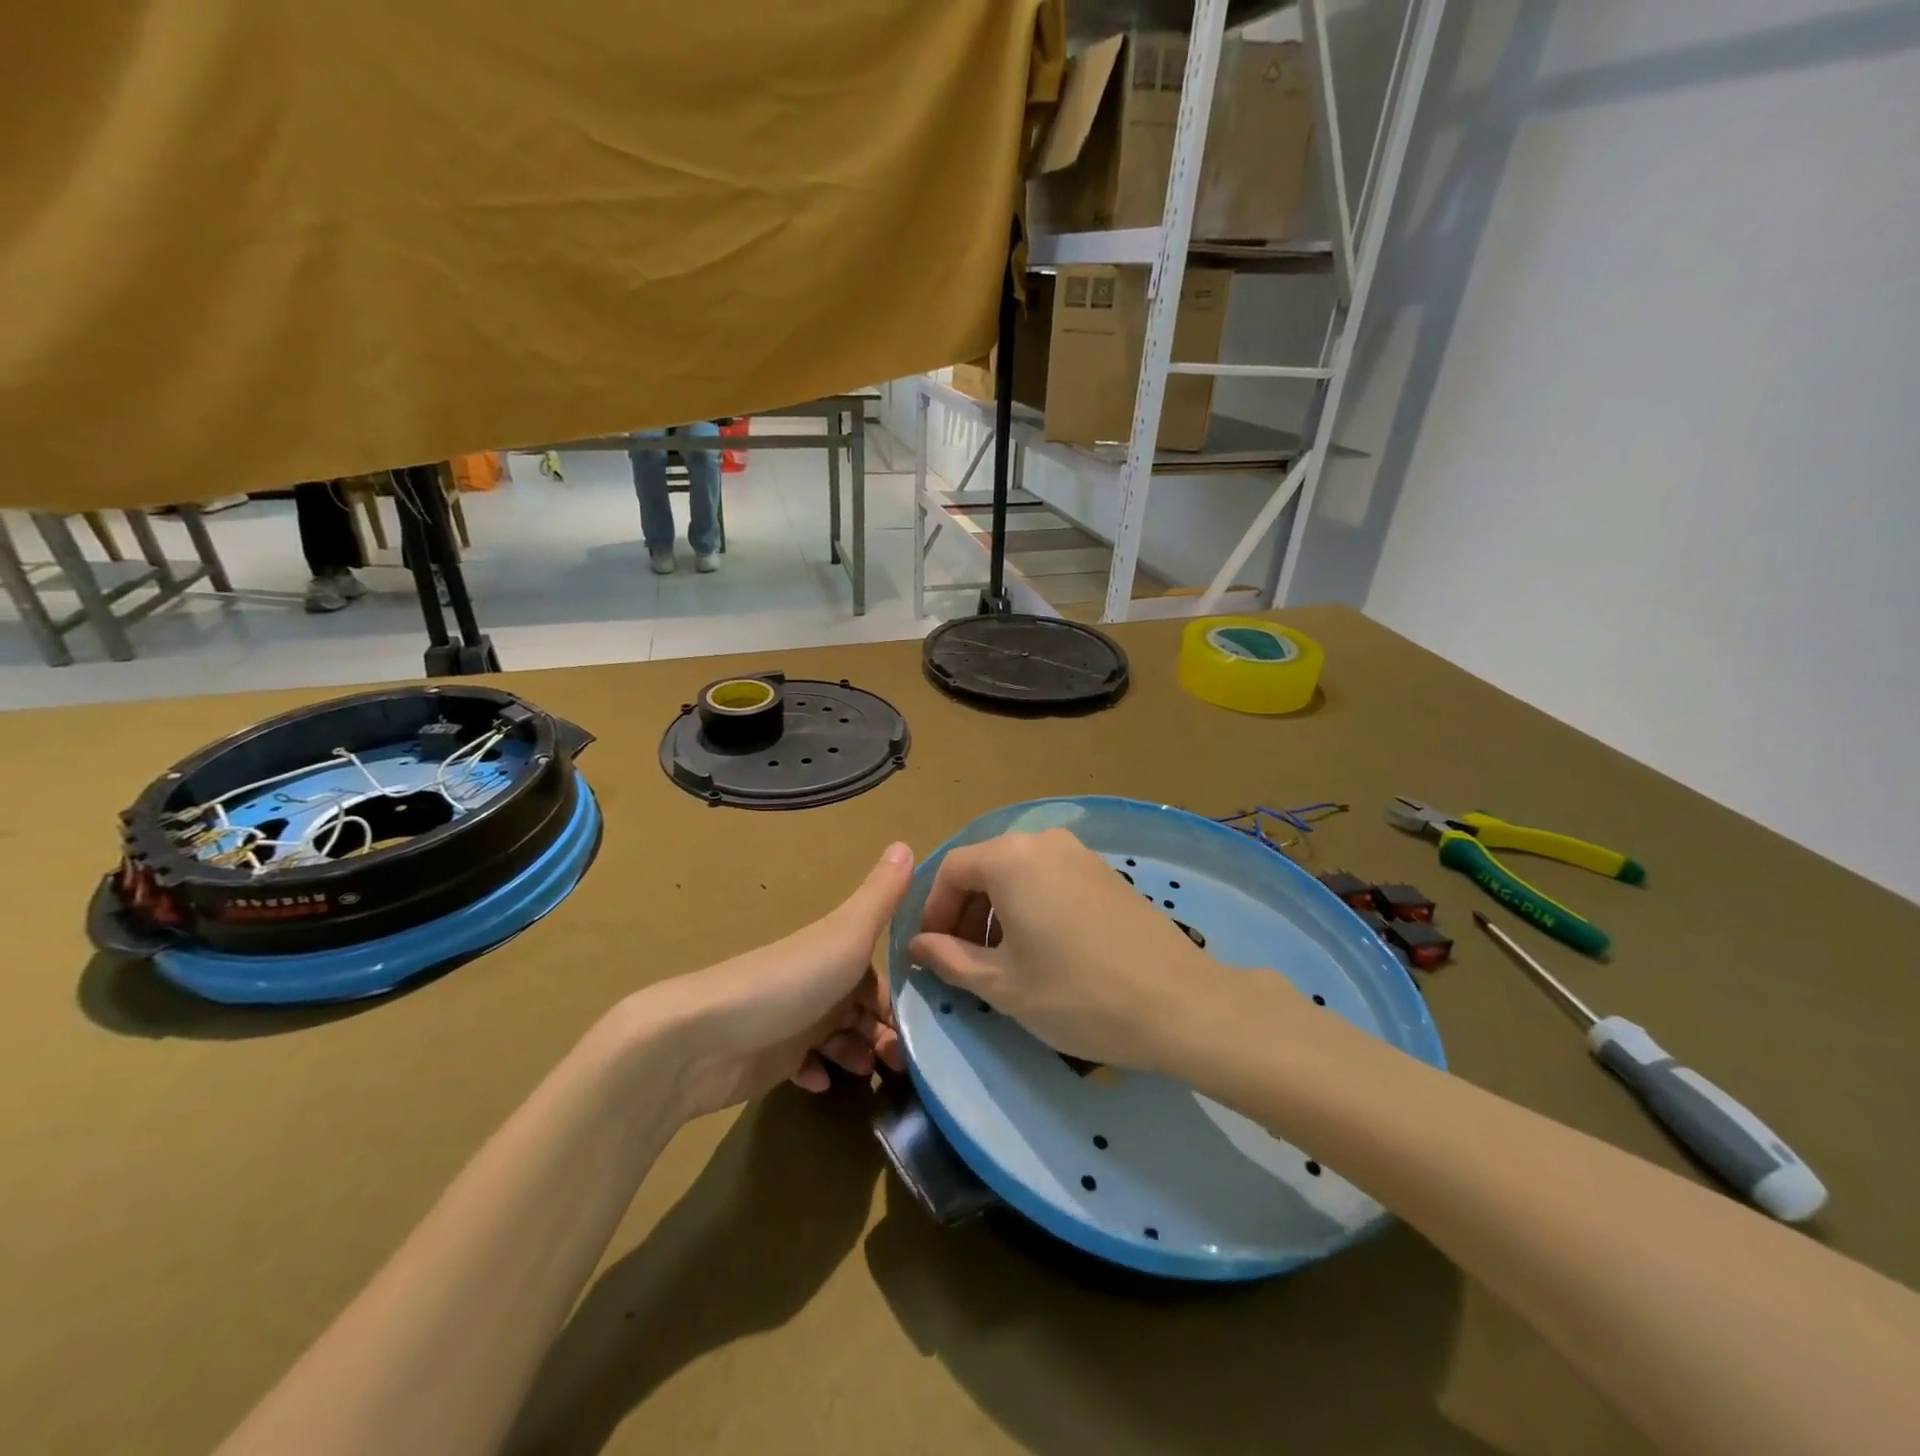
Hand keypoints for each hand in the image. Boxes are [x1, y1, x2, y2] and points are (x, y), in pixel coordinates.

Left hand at [645, 842, 914, 1119]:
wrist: (704, 1038)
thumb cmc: (789, 983)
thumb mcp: (846, 934)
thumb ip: (881, 896)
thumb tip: (907, 842)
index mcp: (837, 953)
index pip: (880, 976)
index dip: (902, 999)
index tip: (929, 1026)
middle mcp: (817, 983)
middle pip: (862, 1009)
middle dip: (886, 1034)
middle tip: (902, 1065)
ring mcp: (792, 1021)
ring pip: (839, 1038)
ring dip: (858, 1055)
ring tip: (870, 1075)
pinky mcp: (770, 1059)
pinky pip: (804, 1066)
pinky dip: (818, 1073)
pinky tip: (823, 1084)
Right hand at [908, 827, 1233, 1071]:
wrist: (1179, 1004)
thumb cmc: (1077, 994)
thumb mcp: (1003, 985)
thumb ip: (951, 959)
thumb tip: (919, 945)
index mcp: (1011, 858)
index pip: (952, 870)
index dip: (933, 910)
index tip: (930, 952)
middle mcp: (1044, 842)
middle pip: (985, 867)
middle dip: (965, 912)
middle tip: (961, 960)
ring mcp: (1080, 854)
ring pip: (1018, 873)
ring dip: (997, 911)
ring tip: (1000, 961)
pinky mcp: (1105, 872)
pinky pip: (1049, 879)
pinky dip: (1030, 906)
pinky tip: (1041, 950)